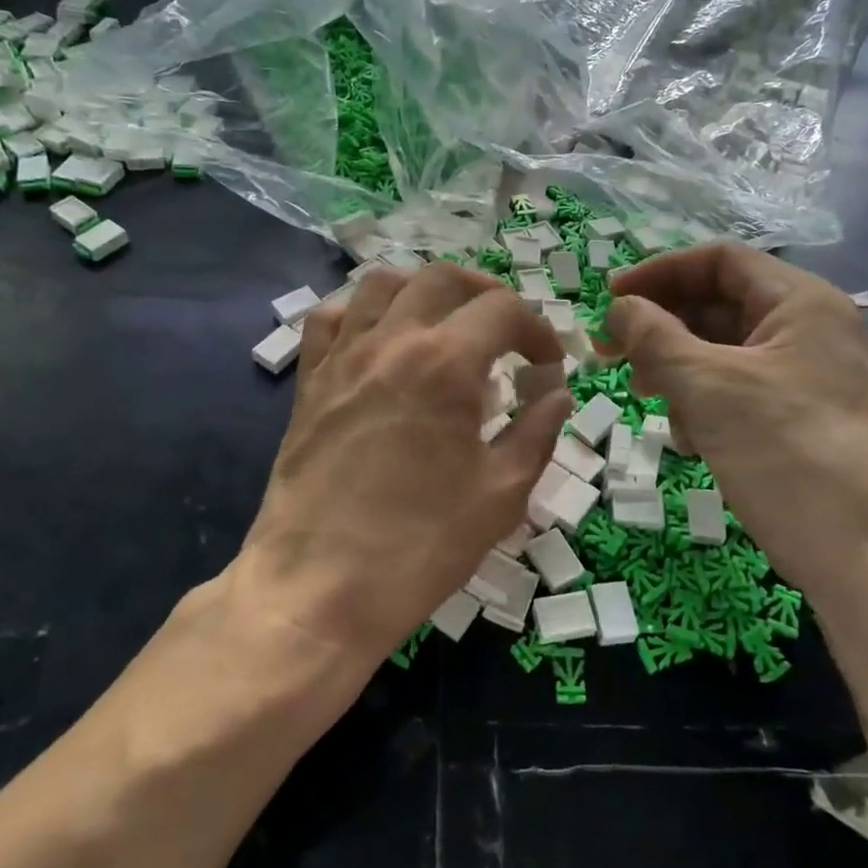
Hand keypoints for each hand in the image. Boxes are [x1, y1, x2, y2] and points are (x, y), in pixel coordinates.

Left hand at [234, 262, 573, 667]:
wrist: (318, 589)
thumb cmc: (419, 547)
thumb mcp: (499, 495)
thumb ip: (536, 432)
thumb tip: (557, 393)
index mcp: (447, 364)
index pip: (503, 310)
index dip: (537, 329)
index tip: (547, 365)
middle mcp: (392, 342)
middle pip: (443, 277)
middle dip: (486, 293)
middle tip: (505, 331)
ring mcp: (343, 357)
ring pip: (382, 283)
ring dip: (423, 291)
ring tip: (444, 324)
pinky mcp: (309, 381)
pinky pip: (329, 317)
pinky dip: (360, 312)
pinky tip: (379, 340)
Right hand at [605, 243, 867, 588]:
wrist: (867, 558)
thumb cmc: (787, 452)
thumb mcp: (708, 387)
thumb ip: (654, 337)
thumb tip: (619, 308)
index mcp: (800, 302)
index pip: (719, 261)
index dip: (659, 272)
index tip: (609, 300)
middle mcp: (807, 330)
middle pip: (718, 305)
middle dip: (662, 327)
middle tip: (611, 353)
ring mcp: (806, 377)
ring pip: (722, 352)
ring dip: (677, 369)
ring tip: (649, 399)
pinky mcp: (798, 419)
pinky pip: (737, 391)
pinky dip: (703, 403)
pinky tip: (689, 438)